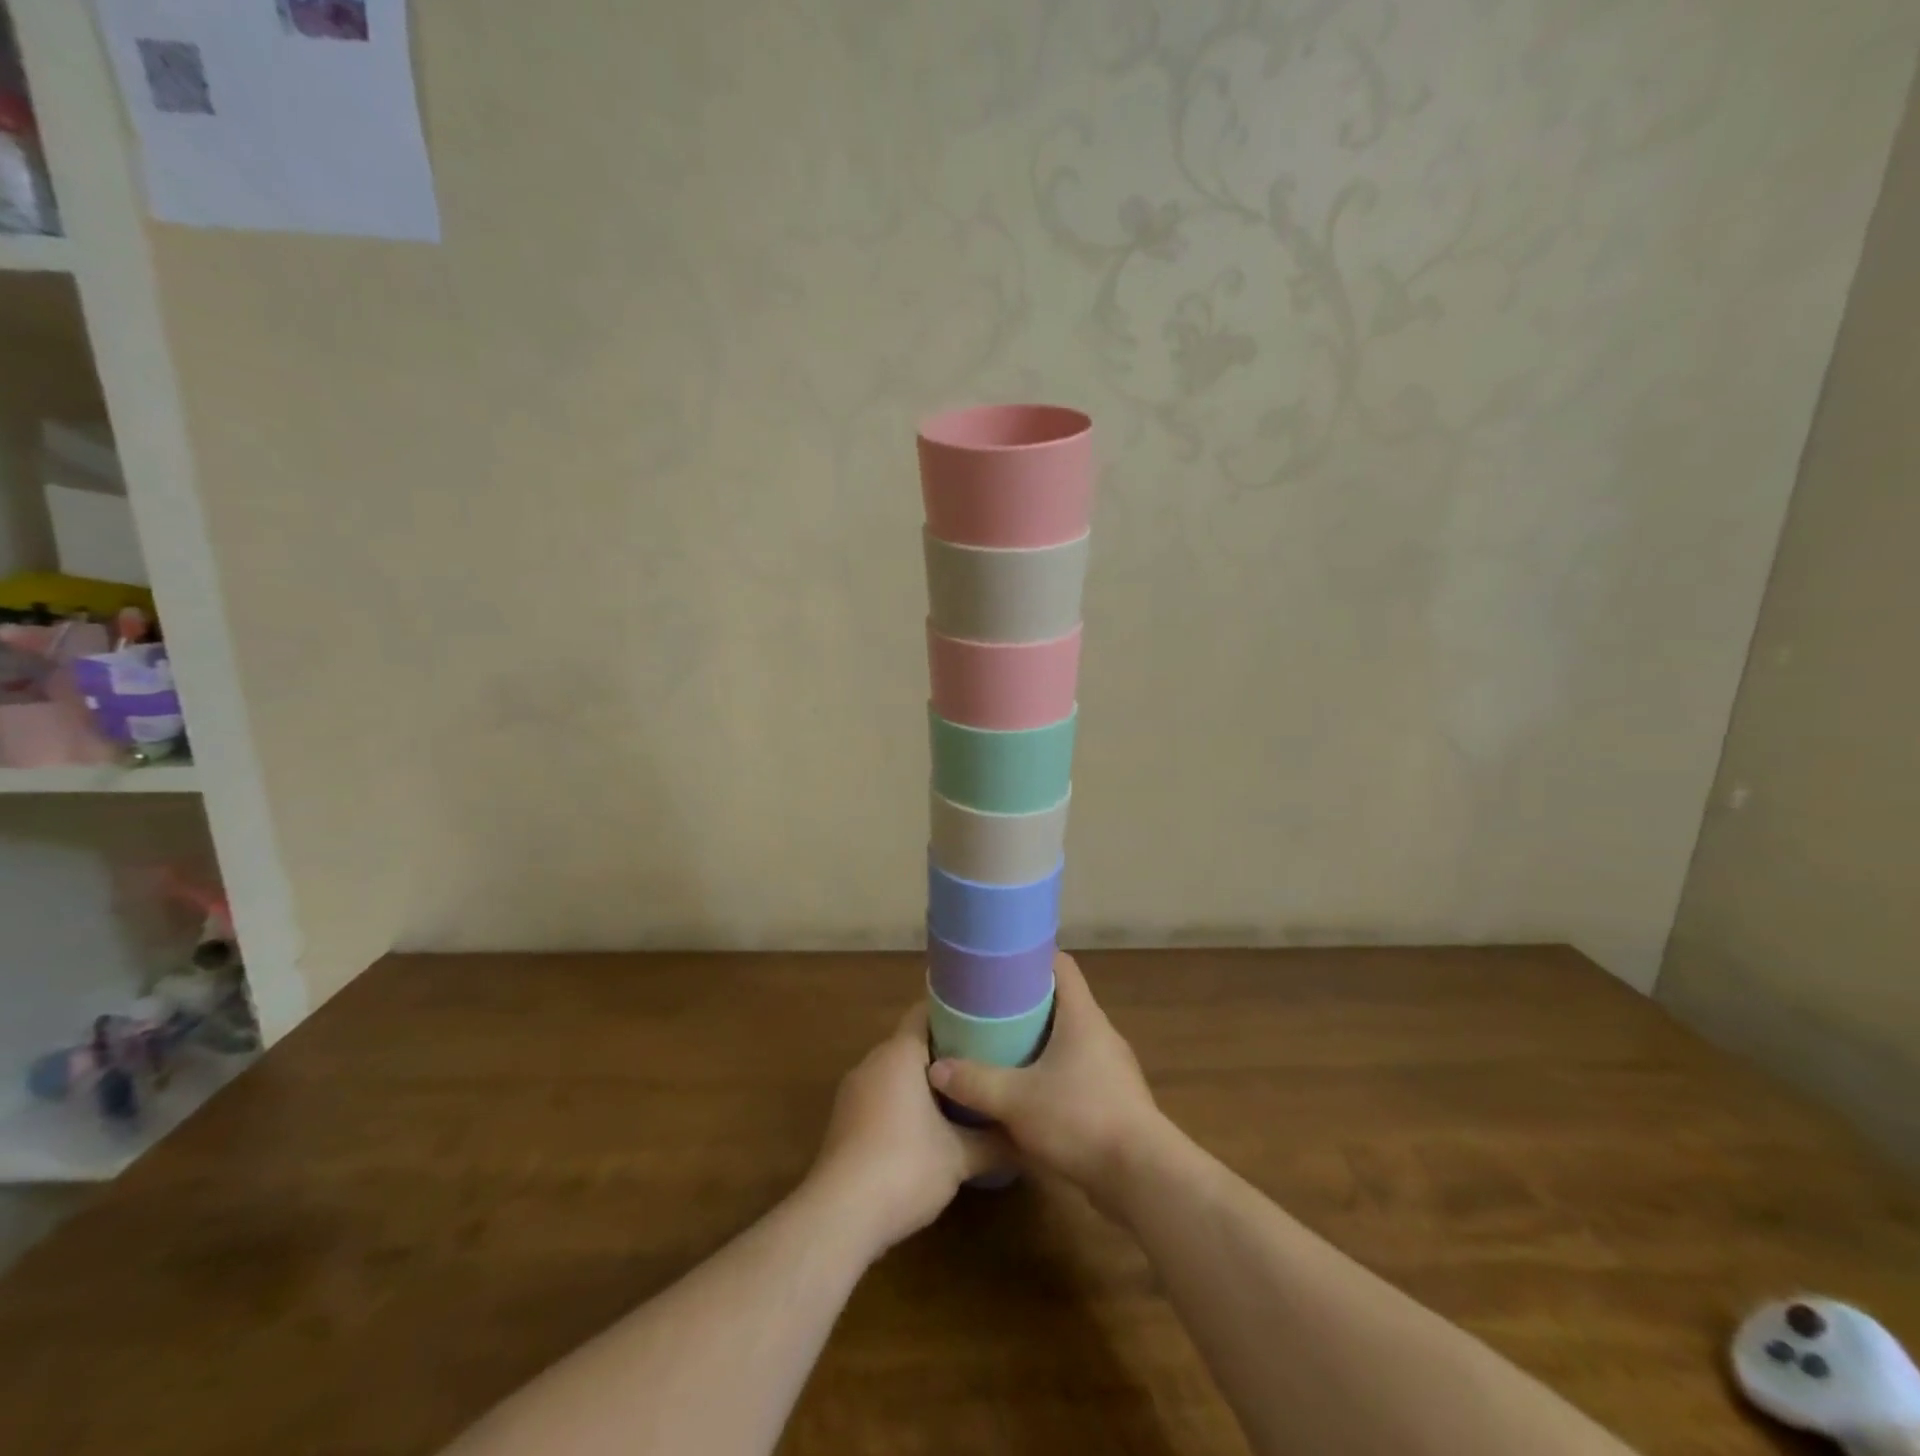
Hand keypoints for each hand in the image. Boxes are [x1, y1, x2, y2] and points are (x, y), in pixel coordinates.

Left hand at [808, 1005, 1005, 1257]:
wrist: (839, 1217)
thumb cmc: (904, 1167)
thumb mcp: (960, 1157)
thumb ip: (994, 1141)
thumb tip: (1024, 1137)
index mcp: (899, 1053)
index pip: (925, 1012)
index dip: (955, 1013)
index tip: (985, 1022)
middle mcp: (872, 1062)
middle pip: (911, 1042)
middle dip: (944, 1051)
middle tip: (981, 1062)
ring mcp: (853, 1092)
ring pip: (894, 1072)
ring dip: (923, 1081)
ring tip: (961, 1094)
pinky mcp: (843, 1122)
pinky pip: (880, 1096)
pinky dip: (903, 1103)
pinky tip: (926, 1129)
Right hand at [927, 952, 1164, 1215]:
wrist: (1143, 1177)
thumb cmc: (1080, 1119)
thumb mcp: (1017, 1100)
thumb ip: (975, 1082)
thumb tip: (936, 1069)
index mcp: (1082, 1016)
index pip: (1061, 965)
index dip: (1031, 957)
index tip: (999, 964)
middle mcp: (1100, 1033)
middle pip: (1062, 1001)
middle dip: (1026, 1002)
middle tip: (988, 1008)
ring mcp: (1111, 1067)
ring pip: (1069, 1039)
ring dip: (1039, 1041)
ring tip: (1001, 1047)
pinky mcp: (1114, 1099)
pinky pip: (1077, 1071)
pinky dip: (1052, 1072)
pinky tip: (1027, 1092)